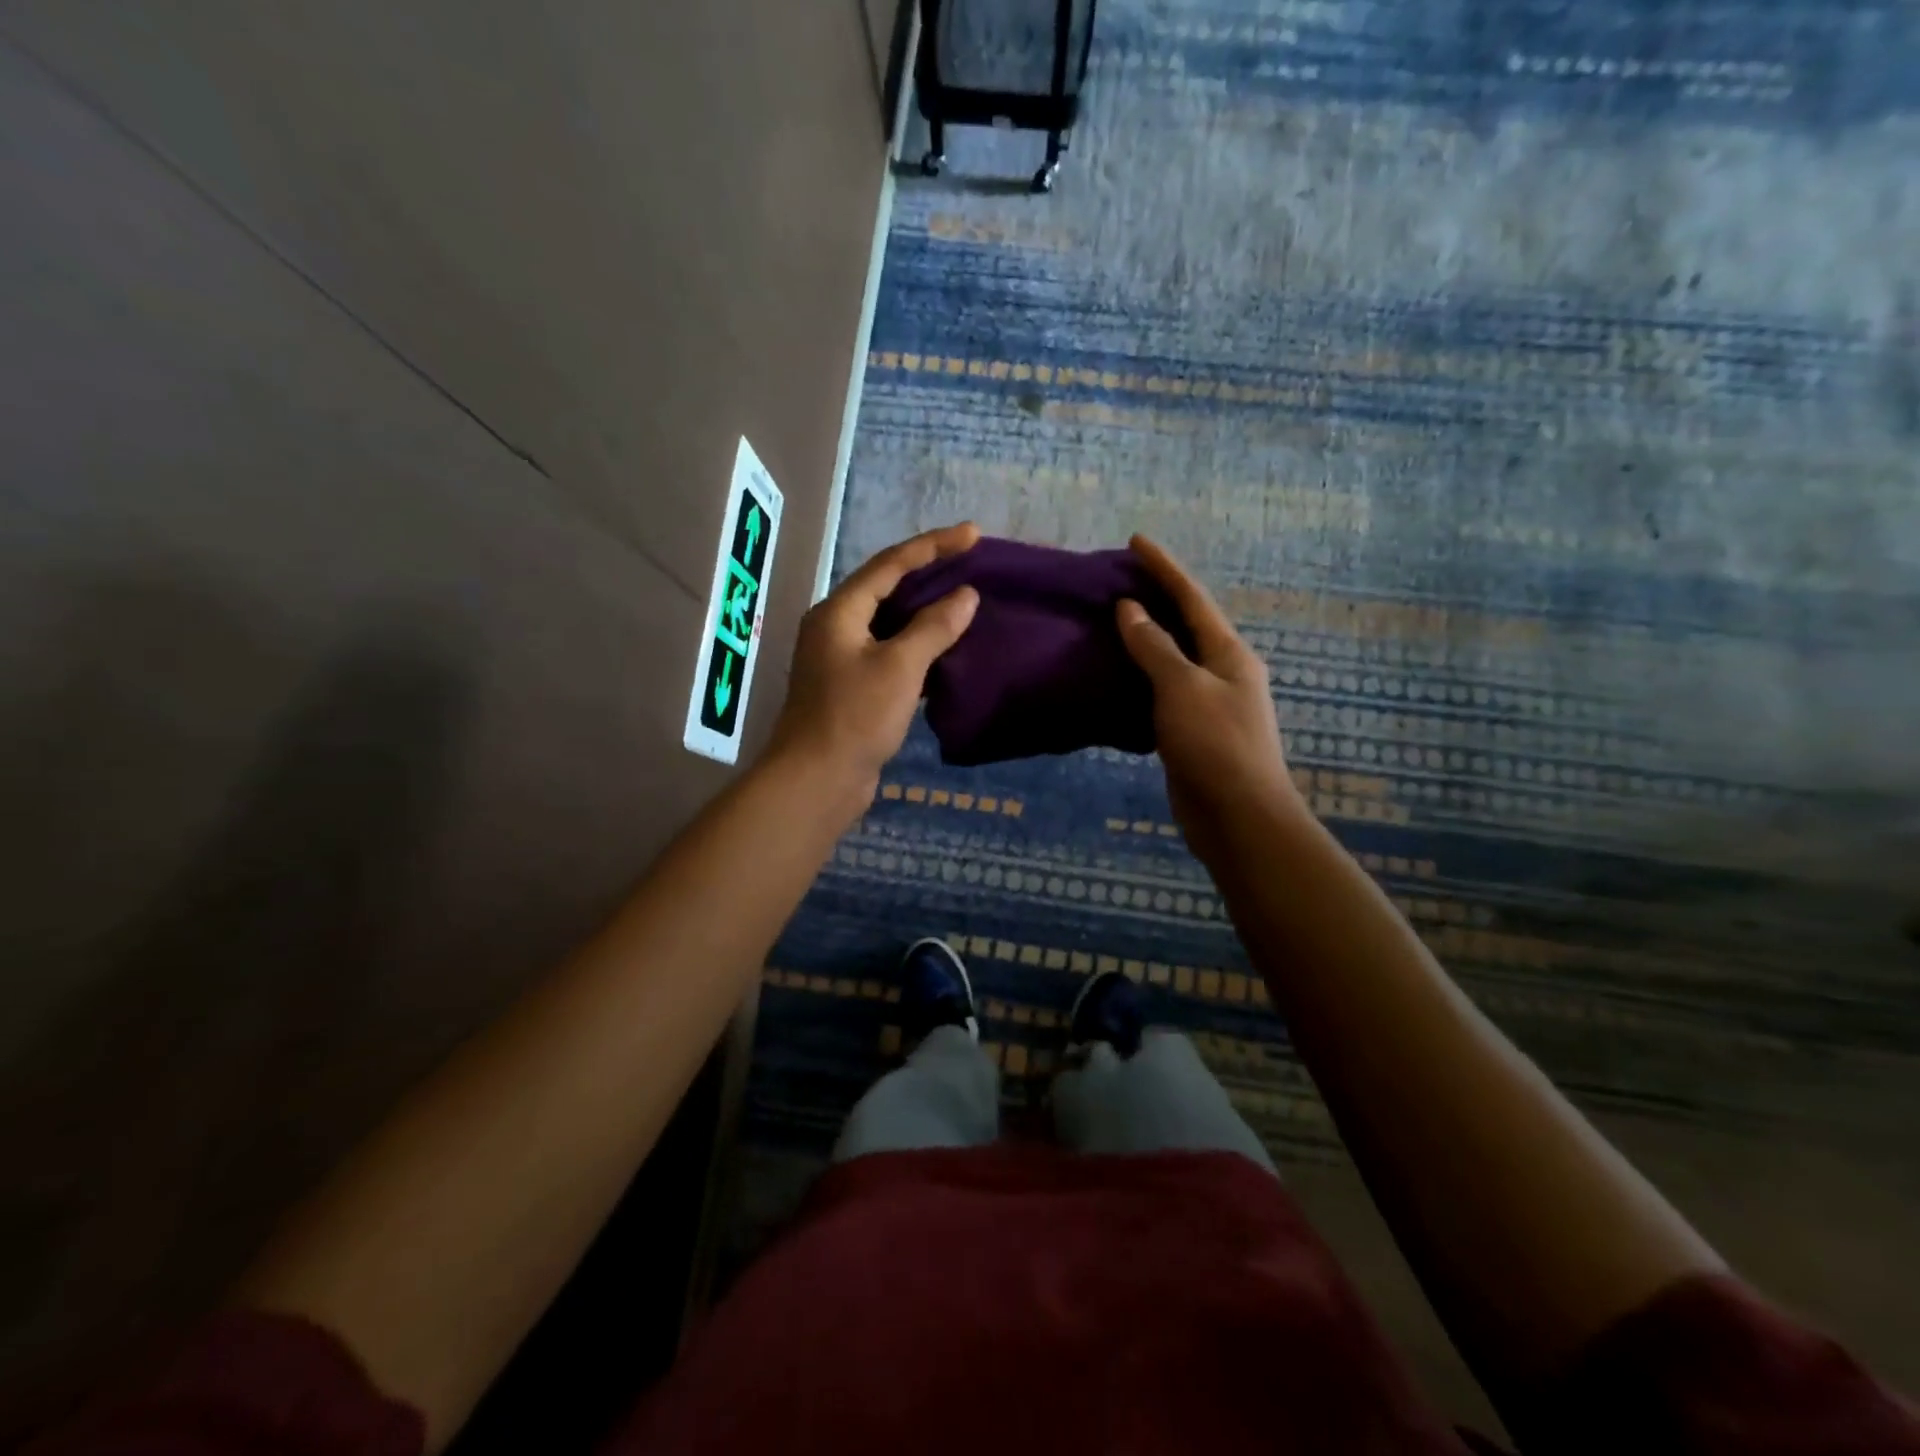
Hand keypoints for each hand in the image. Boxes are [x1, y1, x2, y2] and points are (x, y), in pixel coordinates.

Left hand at [769, 523, 981, 798]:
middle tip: (971, 564)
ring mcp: (842, 660)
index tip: (972, 534)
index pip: (890, 564)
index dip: (933, 546)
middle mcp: (836, 628)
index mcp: (839, 611)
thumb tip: (965, 596)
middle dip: (929, 575)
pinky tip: (947, 650)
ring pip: (890, 624)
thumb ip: (934, 628)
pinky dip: (918, 648)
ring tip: (966, 602)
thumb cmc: (855, 717)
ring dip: (926, 613)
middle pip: (887, 589)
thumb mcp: (899, 667)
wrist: (816, 781)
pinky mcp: (852, 689)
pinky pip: (890, 654)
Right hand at [1116, 535, 1301, 856]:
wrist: (1238, 817)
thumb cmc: (1215, 744)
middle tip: (1116, 581)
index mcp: (1228, 653)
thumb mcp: (1182, 688)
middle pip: (1185, 625)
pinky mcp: (1191, 732)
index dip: (1164, 567)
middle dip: (1154, 600)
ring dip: (1143, 641)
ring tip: (1108, 623)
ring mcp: (1208, 704)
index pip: (1191, 598)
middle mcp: (1222, 672)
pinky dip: (1138, 679)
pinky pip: (1161, 694)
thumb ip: (1154, 647)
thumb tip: (1130, 609)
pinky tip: (1113, 677)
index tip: (1135, 541)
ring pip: (1171, 661)